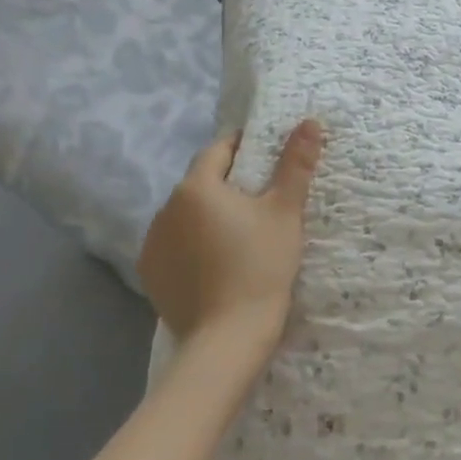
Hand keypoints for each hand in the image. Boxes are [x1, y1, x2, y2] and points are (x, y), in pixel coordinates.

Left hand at [138, 121, 324, 362]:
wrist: (228, 338)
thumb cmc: (261, 266)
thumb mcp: (285, 212)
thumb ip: (295, 164)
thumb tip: (309, 121)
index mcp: (195, 187)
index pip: (218, 150)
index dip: (243, 147)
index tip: (266, 155)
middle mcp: (165, 209)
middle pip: (201, 183)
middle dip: (228, 183)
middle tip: (262, 198)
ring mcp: (153, 244)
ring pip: (187, 215)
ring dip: (208, 215)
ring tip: (239, 233)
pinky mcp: (151, 274)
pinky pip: (175, 245)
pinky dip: (193, 244)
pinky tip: (216, 261)